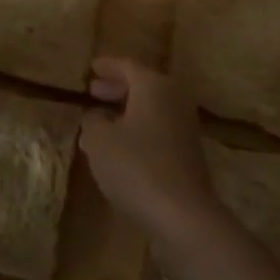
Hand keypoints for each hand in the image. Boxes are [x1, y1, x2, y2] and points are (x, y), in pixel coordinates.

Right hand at [78, 57, 219, 242]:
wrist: (183, 213)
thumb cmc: (136, 166)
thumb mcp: (100, 141)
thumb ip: (93, 122)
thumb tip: (96, 116)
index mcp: (154, 85)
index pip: (127, 66)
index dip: (107, 66)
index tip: (91, 67)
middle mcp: (173, 98)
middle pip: (142, 85)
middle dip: (116, 88)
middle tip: (94, 90)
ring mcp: (184, 126)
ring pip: (150, 108)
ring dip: (125, 111)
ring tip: (100, 120)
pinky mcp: (188, 152)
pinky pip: (157, 128)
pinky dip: (137, 129)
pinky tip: (119, 147)